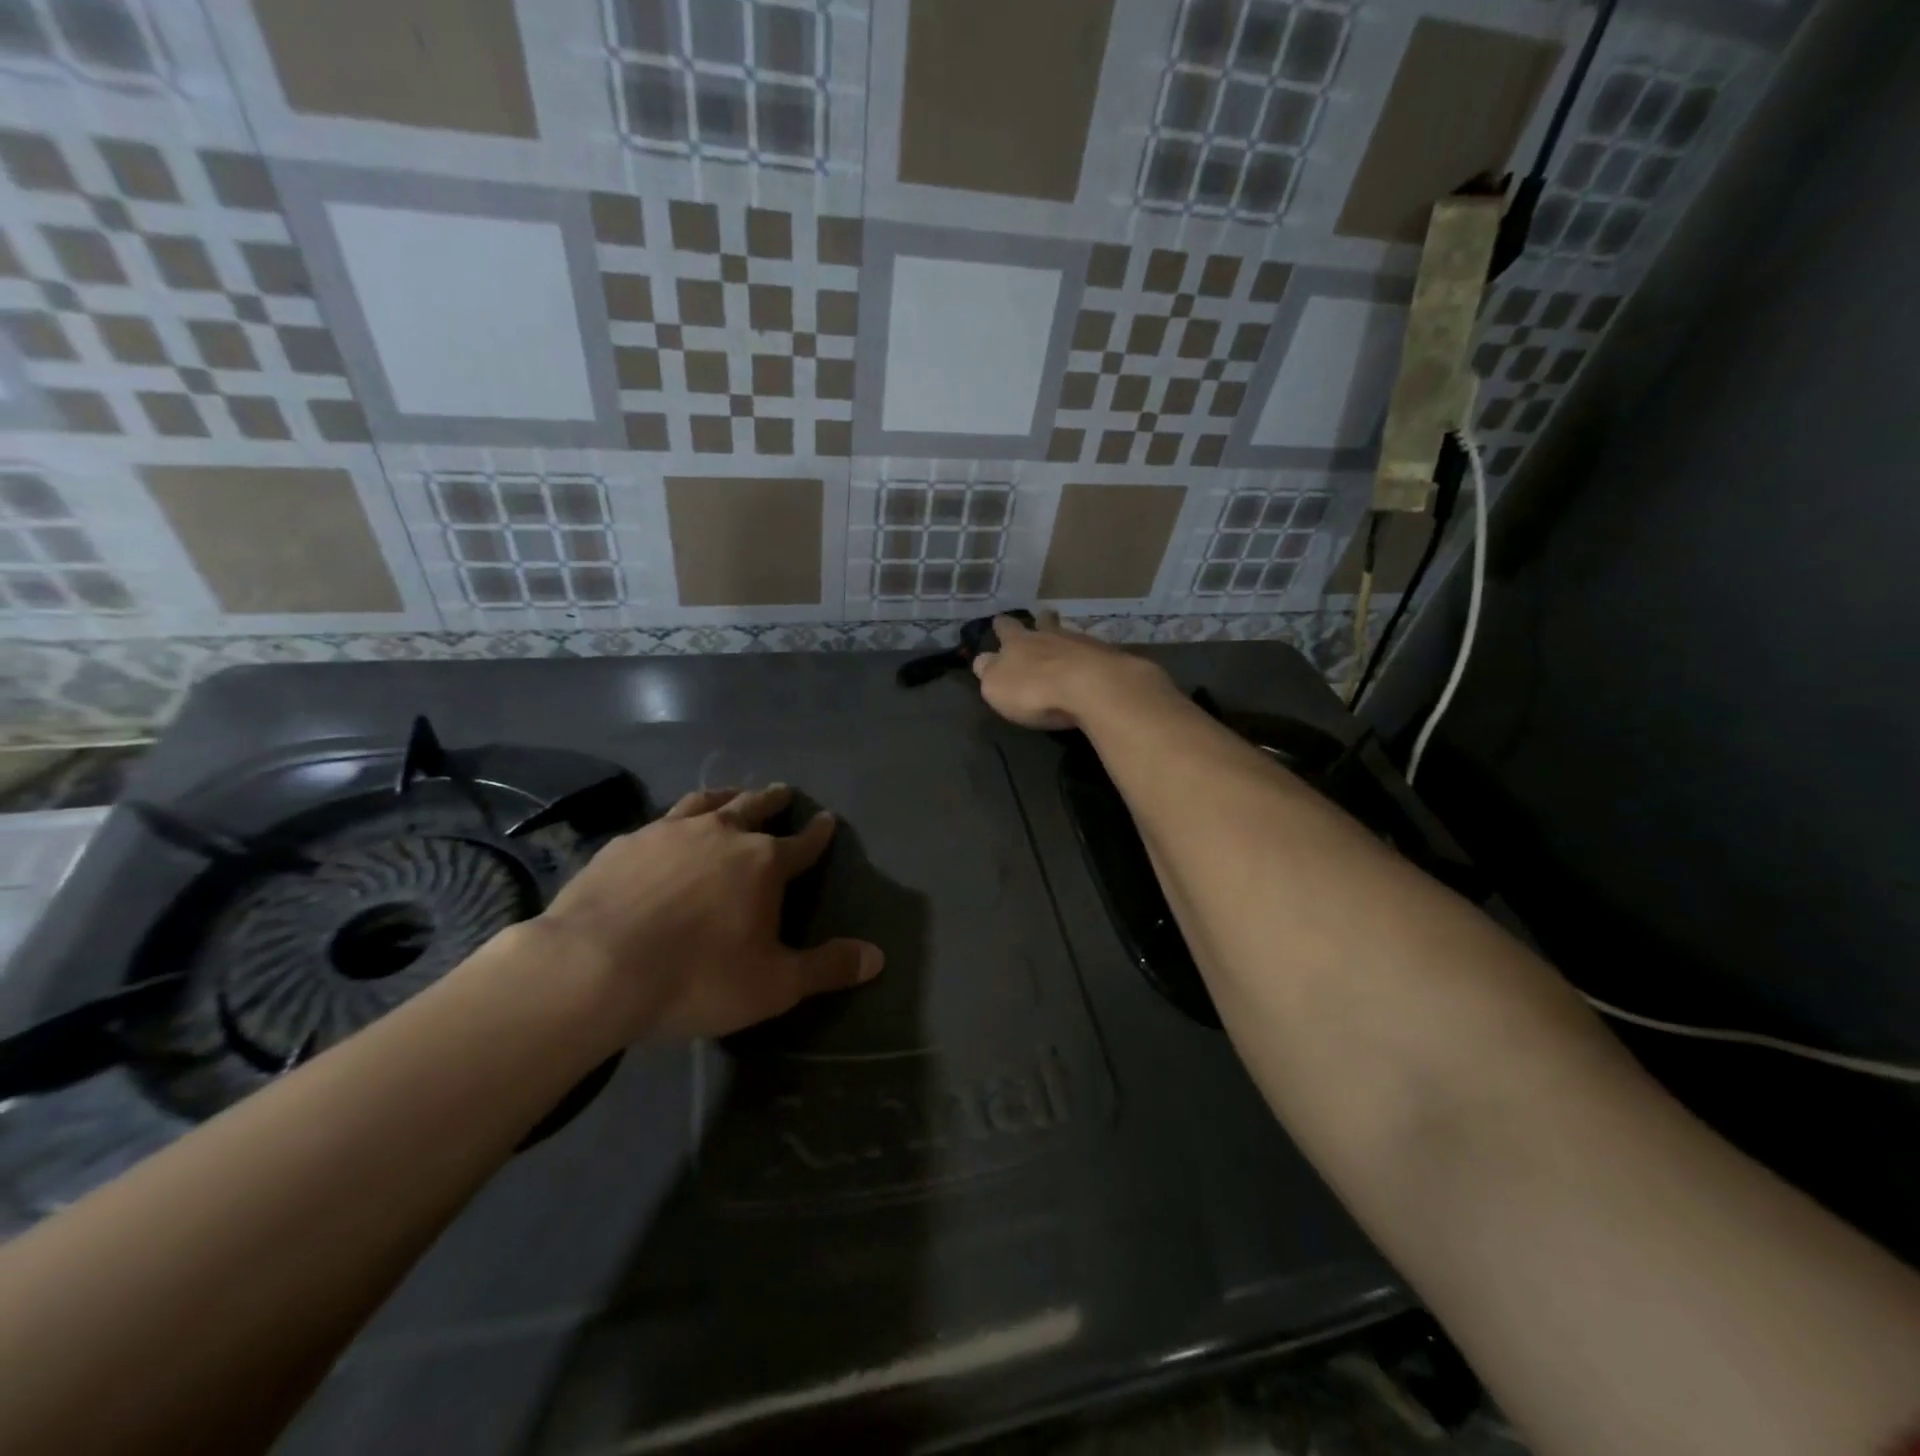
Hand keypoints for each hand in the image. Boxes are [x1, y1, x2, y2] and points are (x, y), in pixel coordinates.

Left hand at [530, 785, 882, 1044]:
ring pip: (707, 803)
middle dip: (774, 801)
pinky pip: (661, 819)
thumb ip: (827, 967)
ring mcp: (669, 832)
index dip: (819, 834)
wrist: (594, 968)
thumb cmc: (697, 977)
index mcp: (763, 863)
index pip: (803, 844)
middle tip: (784, 792)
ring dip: (726, 796)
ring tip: (733, 793)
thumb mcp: (774, 985)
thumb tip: (878, 957)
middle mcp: (721, 835)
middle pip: (755, 808)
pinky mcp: (627, 843)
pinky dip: (676, 818)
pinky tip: (667, 828)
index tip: (828, 821)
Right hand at [971, 611, 1172, 730]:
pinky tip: (1091, 664)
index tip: (999, 620)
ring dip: (1065, 638)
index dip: (1001, 626)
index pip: (1005, 629)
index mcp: (1017, 642)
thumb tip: (983, 661)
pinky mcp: (1108, 657)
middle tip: (1042, 616)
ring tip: (1066, 641)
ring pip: (1069, 634)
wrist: (1091, 686)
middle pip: (1043, 623)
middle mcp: (1049, 636)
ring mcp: (1081, 643)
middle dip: (1040, 620)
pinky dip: (1089, 656)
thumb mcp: (996, 686)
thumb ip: (988, 672)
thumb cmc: (1034, 689)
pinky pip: (1094, 652)